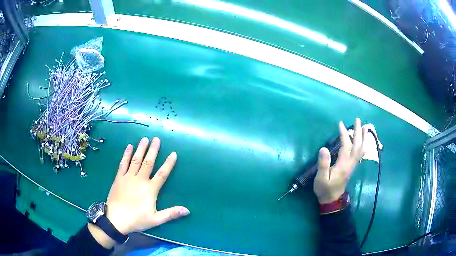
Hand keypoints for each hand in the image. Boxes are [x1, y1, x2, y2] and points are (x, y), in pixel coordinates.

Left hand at [104, 137, 189, 234]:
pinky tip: (129, 147)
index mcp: (150, 189)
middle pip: (148, 162)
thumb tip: (187, 210)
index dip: (168, 164)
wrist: (116, 219)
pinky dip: (126, 155)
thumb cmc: (137, 219)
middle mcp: (140, 180)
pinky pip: (123, 163)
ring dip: (140, 149)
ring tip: (144, 139)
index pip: (162, 174)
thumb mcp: (156, 219)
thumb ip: (171, 213)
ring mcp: (128, 177)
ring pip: (136, 160)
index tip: (173, 153)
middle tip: (156, 139)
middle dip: (153, 150)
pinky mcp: (119, 178)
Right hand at [313, 118, 366, 203]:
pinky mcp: (351, 167)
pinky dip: (363, 146)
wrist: (331, 200)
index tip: (340, 123)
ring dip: (363, 138)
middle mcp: (350, 163)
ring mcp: (352, 165)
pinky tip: (363, 142)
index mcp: (343, 165)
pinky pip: (360, 154)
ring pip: (360, 150)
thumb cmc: (325, 189)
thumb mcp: (321, 178)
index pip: (346, 146)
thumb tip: (324, 148)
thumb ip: (323, 164)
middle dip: (358, 132)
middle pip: (357, 146)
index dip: (344, 134)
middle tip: (358, 120)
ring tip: (365, 127)